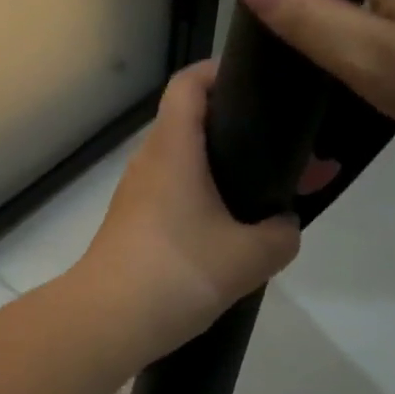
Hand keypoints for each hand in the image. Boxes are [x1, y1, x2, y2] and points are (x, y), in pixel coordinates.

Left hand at [75, 62, 301, 360]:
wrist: (107, 322)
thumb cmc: (177, 272)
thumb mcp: (249, 256)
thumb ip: (281, 234)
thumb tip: (284, 224)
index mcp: (174, 148)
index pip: (189, 83)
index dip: (220, 71)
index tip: (258, 82)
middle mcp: (151, 160)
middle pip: (194, 122)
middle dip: (242, 129)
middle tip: (287, 150)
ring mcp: (139, 192)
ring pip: (189, 162)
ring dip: (228, 169)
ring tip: (272, 191)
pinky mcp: (135, 222)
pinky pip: (178, 193)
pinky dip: (210, 197)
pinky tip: (237, 228)